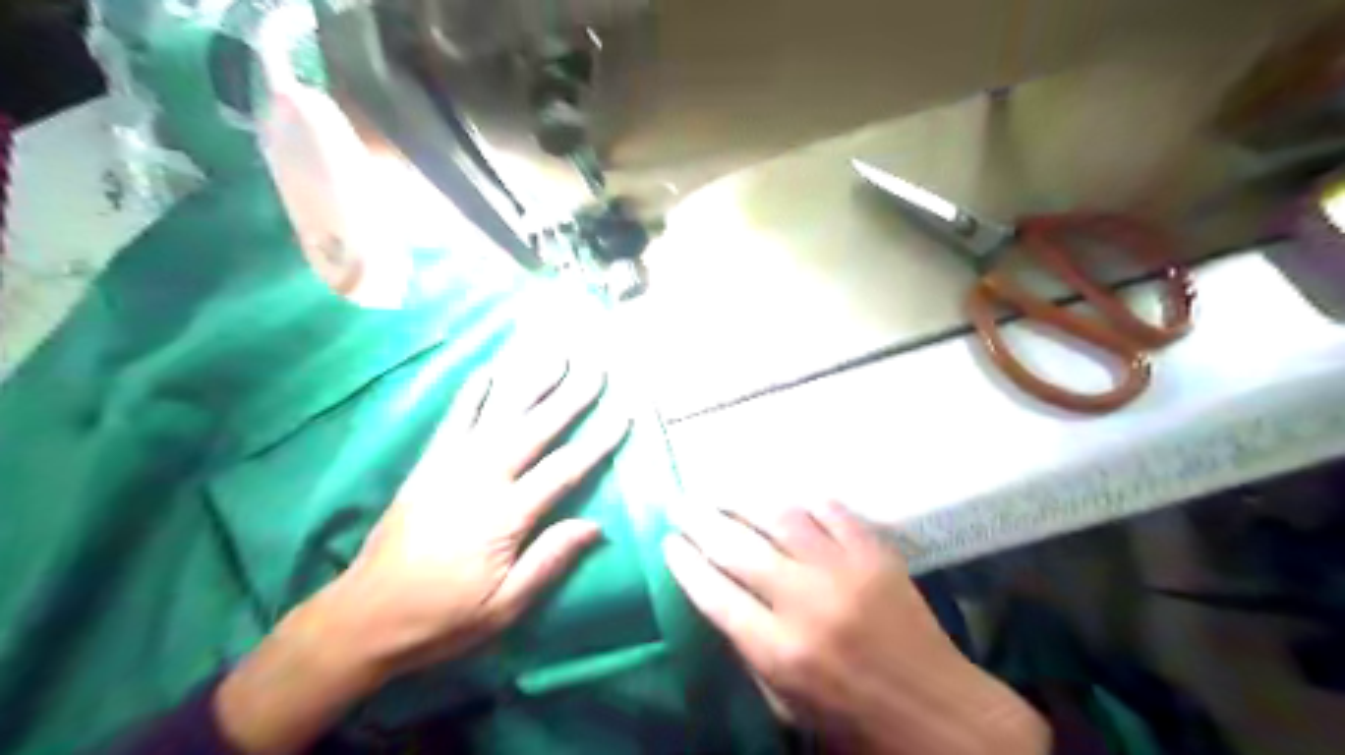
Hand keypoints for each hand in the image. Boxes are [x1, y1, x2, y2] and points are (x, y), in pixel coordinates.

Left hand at [217, 356, 630, 751]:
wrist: (363, 617)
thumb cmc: (442, 618)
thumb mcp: (504, 607)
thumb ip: (550, 561)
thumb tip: (597, 525)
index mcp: (504, 517)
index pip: (563, 471)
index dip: (597, 443)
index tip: (624, 416)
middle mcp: (479, 479)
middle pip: (534, 430)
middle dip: (569, 398)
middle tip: (596, 371)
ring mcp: (450, 466)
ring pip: (498, 414)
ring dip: (529, 382)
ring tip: (555, 356)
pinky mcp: (428, 464)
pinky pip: (454, 419)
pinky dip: (474, 392)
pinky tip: (491, 370)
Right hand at [664, 501, 1049, 754]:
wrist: (939, 713)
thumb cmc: (854, 719)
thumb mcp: (786, 702)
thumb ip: (748, 649)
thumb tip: (720, 596)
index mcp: (778, 650)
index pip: (713, 592)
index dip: (684, 562)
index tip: (668, 542)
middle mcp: (805, 602)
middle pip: (736, 547)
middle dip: (699, 521)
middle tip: (679, 503)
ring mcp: (843, 571)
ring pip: (780, 517)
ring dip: (743, 500)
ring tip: (723, 493)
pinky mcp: (875, 554)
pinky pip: (831, 511)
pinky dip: (804, 503)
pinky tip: (788, 501)